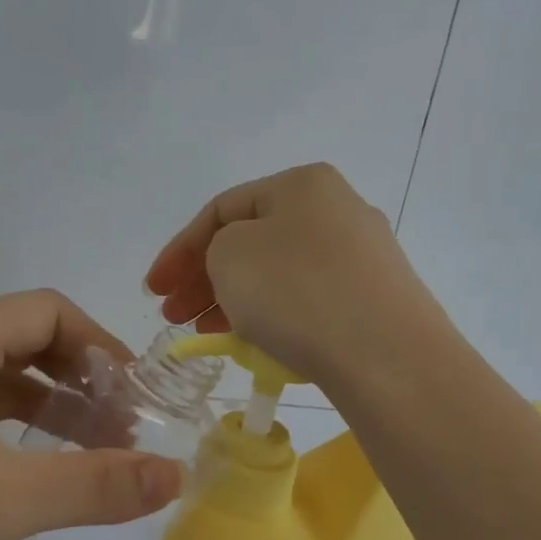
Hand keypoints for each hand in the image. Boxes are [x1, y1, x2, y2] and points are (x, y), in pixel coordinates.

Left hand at [0, 290, 184, 539]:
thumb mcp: (3, 502)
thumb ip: (97, 485)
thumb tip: (178, 475)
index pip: (48, 311)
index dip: (102, 347)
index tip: (138, 398)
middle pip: (26, 339)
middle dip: (82, 379)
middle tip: (123, 431)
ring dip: (51, 405)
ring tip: (93, 450)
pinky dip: (13, 428)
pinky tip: (32, 466)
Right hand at [145, 163, 447, 391]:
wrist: (387, 355)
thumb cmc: (296, 291)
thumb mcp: (229, 256)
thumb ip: (215, 248)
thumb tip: (237, 263)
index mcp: (301, 184)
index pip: (221, 210)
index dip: (178, 250)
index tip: (153, 291)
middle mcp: (336, 208)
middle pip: (251, 240)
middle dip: (204, 277)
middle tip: (173, 315)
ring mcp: (362, 255)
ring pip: (277, 271)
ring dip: (234, 298)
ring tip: (206, 332)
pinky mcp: (375, 298)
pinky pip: (307, 298)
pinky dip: (273, 314)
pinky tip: (254, 341)